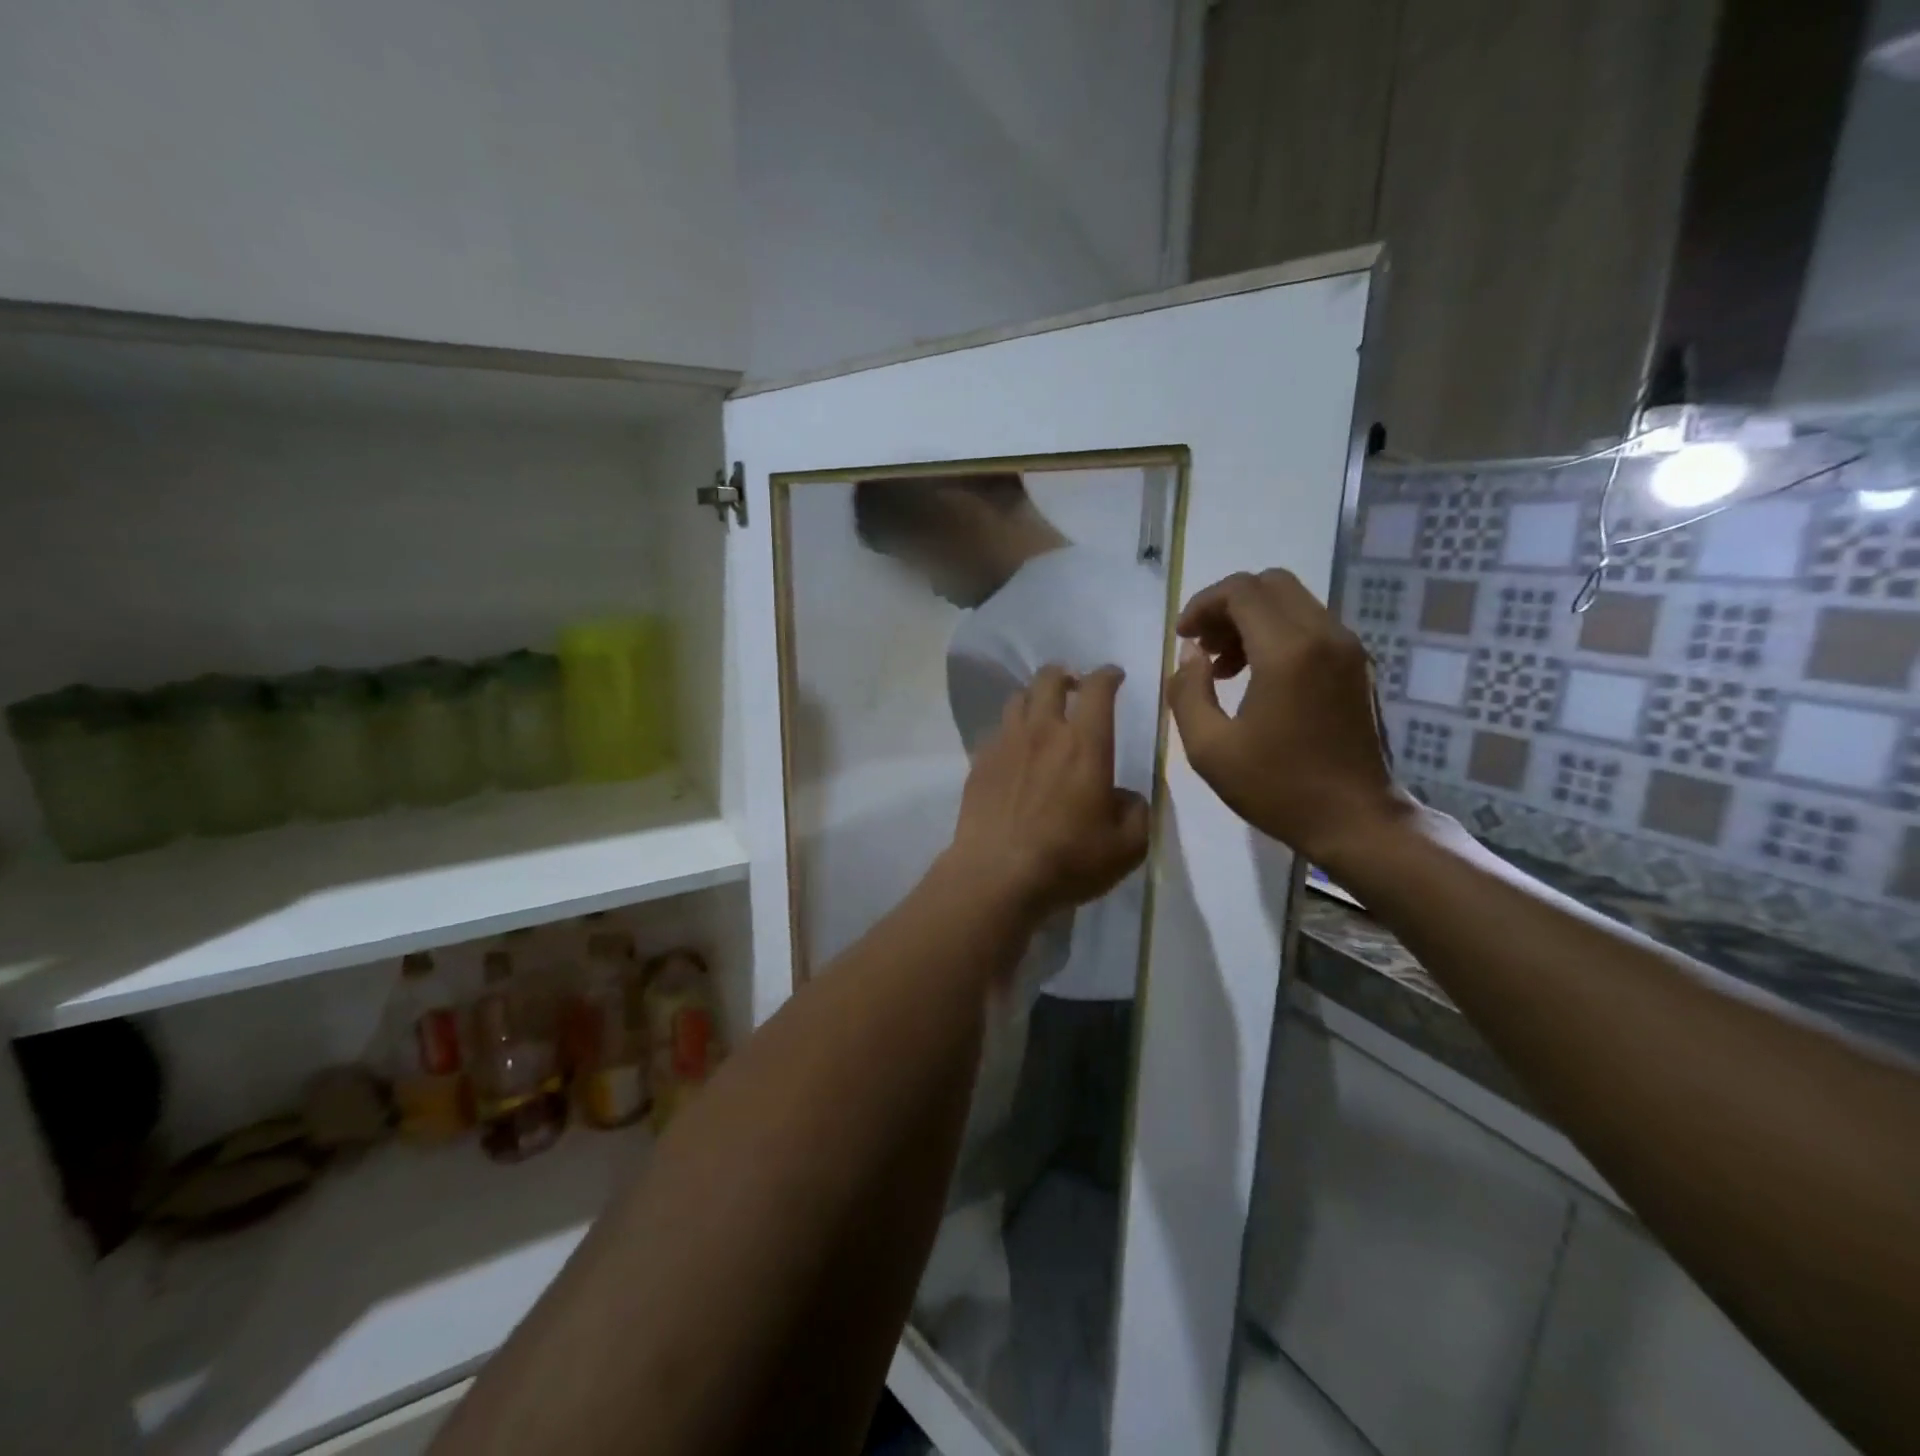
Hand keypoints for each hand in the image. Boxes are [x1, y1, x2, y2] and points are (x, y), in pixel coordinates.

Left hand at [944, 665, 1149, 920]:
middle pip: (1049, 679)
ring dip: (1034, 697)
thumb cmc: (1068, 860)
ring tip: (1042, 712)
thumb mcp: (1126, 847)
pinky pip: (996, 730)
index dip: (1108, 675)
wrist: (996, 875)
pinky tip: (1015, 751)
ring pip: (1018, 699)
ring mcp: (1006, 744)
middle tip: (1074, 686)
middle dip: (1065, 674)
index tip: (1114, 676)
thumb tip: (1126, 797)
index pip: (1097, 689)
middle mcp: (1043, 732)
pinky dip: (1010, 730)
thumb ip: (1136, 812)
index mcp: (1085, 744)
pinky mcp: (979, 763)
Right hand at [1168, 569, 1411, 863]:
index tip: (1182, 636)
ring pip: (1293, 603)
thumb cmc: (1277, 788)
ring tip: (1222, 666)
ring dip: (1251, 620)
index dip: (1203, 604)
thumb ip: (1188, 692)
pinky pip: (1311, 626)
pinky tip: (1256, 677)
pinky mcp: (1357, 666)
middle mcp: (1324, 636)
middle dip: (1227, 605)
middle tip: (1202, 645)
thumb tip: (1191, 655)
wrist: (1356, 820)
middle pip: (1270, 585)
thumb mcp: (1209, 748)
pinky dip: (1277, 634)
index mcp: (1288, 651)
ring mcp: (1347, 649)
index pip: (1241, 591)